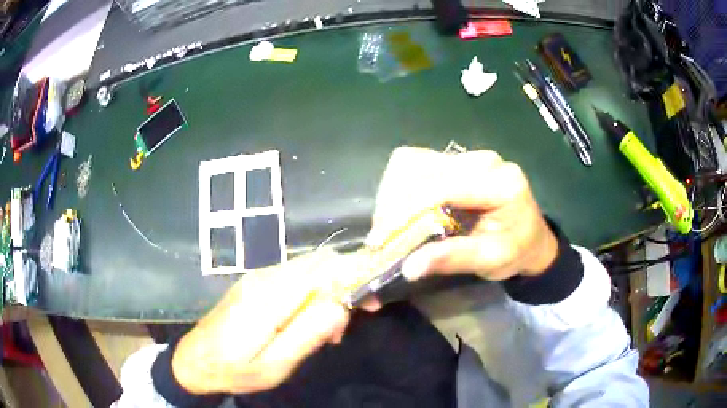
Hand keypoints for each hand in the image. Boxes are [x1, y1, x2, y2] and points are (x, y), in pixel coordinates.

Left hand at [171, 249, 349, 394]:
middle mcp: (264, 277)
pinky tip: (309, 322)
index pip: (322, 266)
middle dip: (345, 284)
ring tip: (330, 331)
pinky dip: (312, 294)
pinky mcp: (255, 284)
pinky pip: (294, 278)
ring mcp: (258, 278)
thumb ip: (307, 335)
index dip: (353, 276)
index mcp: (269, 296)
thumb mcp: (275, 365)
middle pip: (318, 262)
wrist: (195, 359)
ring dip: (329, 292)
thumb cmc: (235, 369)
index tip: (369, 302)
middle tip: (350, 321)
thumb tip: (341, 307)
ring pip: (308, 269)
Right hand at [366, 147, 557, 280]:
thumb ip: (454, 259)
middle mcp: (482, 160)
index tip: (381, 240)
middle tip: (384, 237)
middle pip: (420, 168)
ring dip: (393, 194)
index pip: (442, 188)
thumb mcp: (492, 260)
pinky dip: (401, 187)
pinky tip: (404, 211)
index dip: (406, 212)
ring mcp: (468, 156)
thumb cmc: (517, 250)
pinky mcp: (457, 160)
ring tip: (391, 226)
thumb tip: (409, 267)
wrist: (532, 236)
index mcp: (499, 183)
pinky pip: (416, 165)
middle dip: (394, 203)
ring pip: (412, 162)